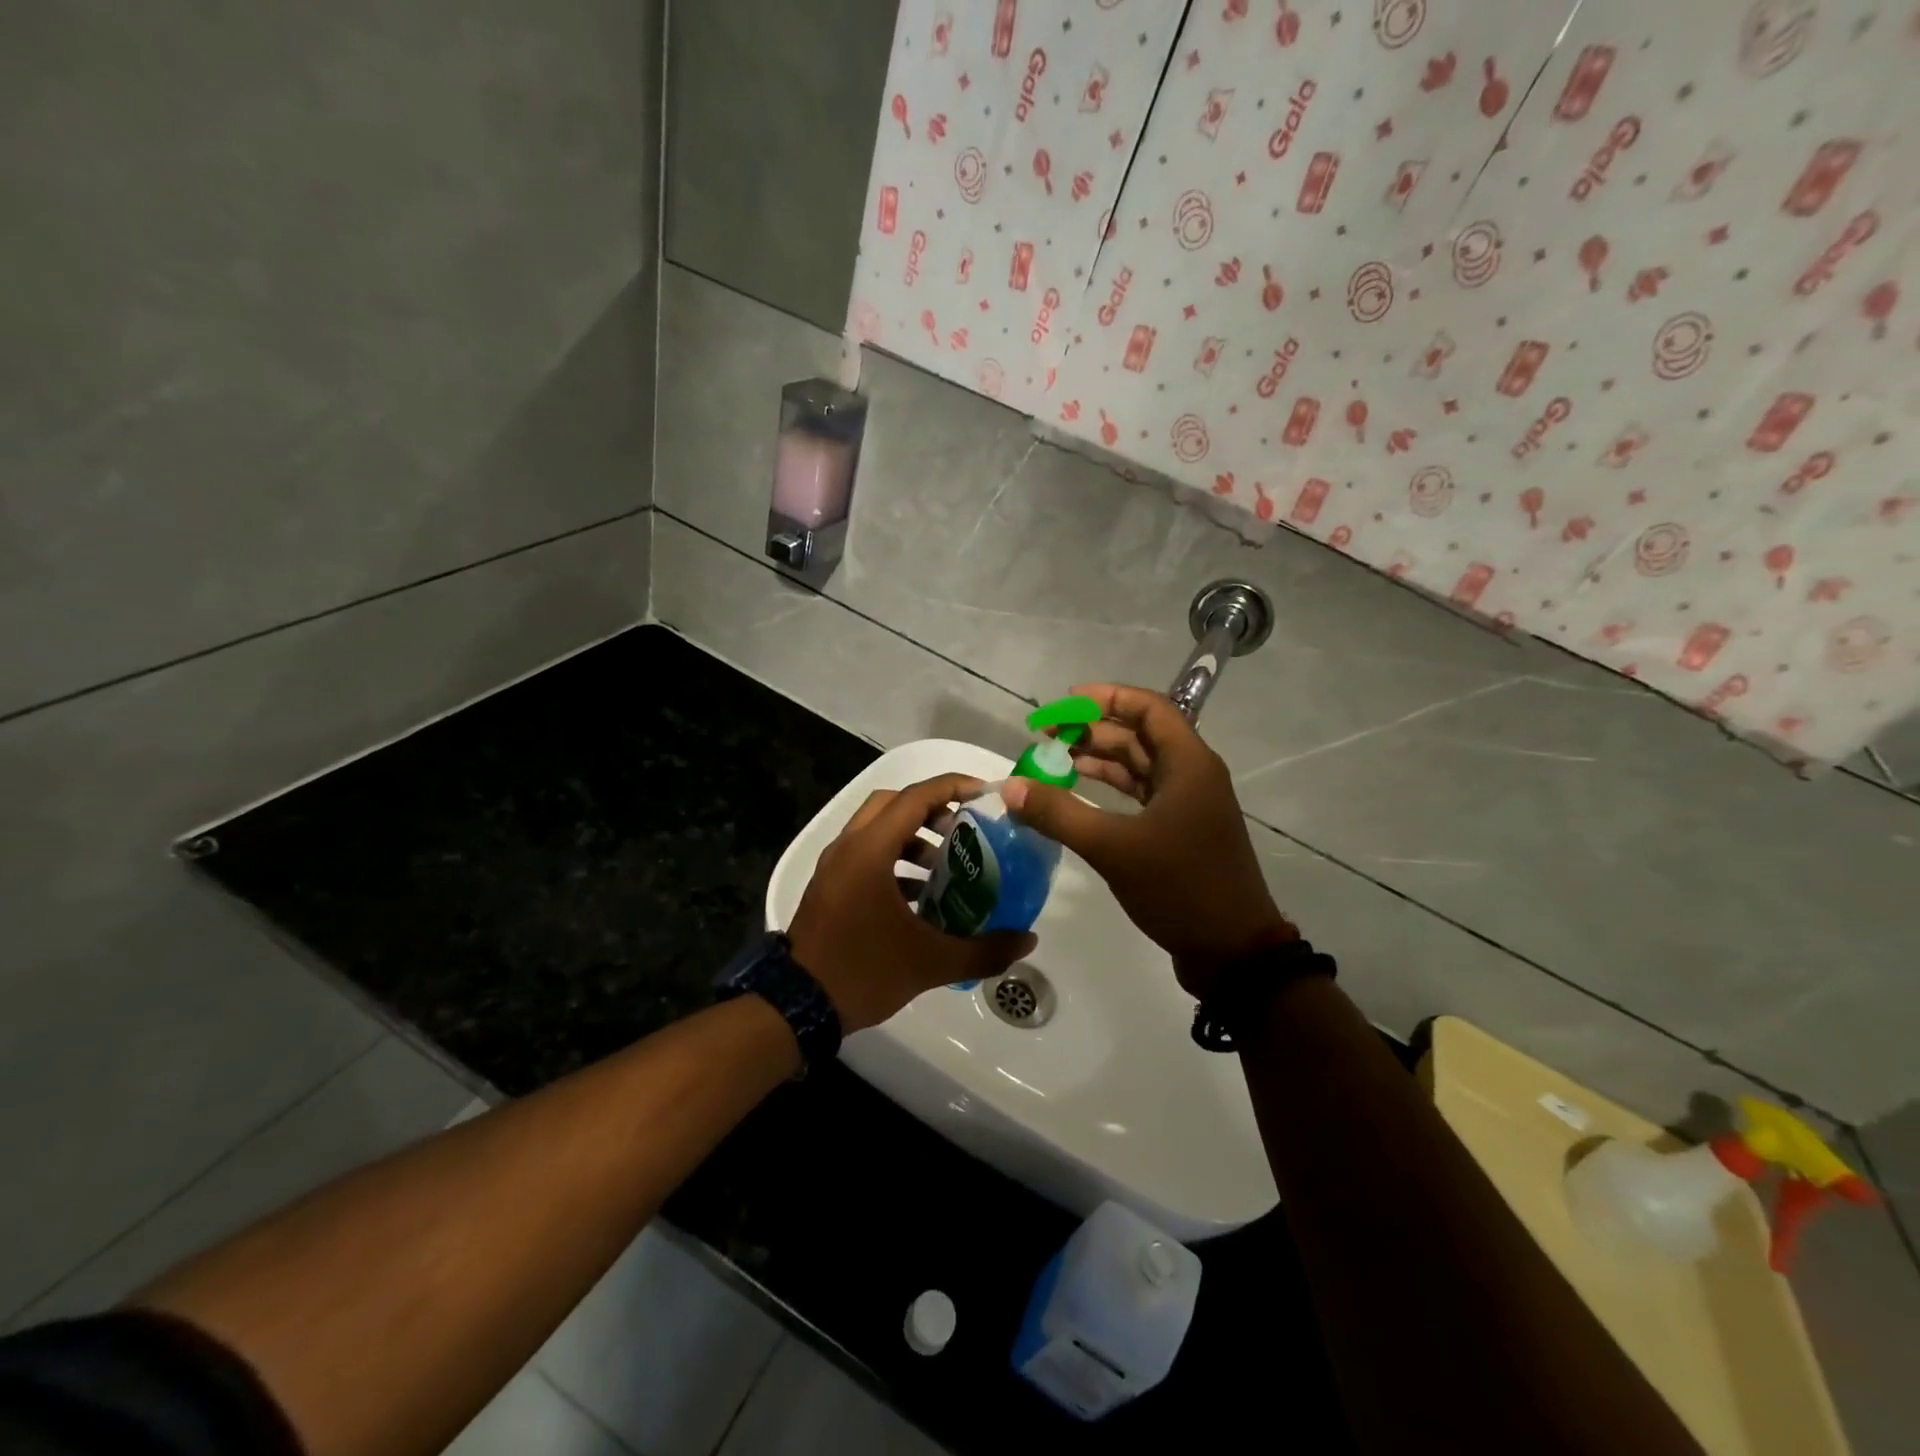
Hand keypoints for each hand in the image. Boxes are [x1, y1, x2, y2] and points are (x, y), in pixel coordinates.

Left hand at [788, 773, 1037, 1033]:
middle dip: (933, 808)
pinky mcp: (830, 885)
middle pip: (894, 803)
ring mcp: (834, 866)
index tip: (987, 795)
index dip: (954, 787)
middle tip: (966, 828)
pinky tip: (921, 895)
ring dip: (913, 835)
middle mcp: (848, 846)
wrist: (796, 1007)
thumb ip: (984, 950)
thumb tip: (1029, 940)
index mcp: (870, 850)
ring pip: (878, 828)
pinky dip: (895, 859)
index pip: (916, 797)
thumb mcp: (930, 962)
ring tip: (948, 863)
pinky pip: (866, 853)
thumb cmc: (863, 972)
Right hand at [1000, 684, 1293, 997]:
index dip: (1106, 698)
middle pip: (1139, 735)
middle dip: (1092, 731)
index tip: (1063, 704)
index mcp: (1189, 763)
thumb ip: (1060, 814)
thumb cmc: (1180, 887)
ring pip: (1138, 766)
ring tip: (1051, 762)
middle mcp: (1191, 775)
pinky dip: (1108, 790)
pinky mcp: (1179, 831)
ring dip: (1098, 760)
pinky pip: (1140, 795)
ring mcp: (1187, 805)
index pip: (1149, 708)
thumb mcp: (1114, 848)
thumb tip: (1011, 787)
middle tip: (1045, 737)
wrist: (1232, 952)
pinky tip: (1076, 796)